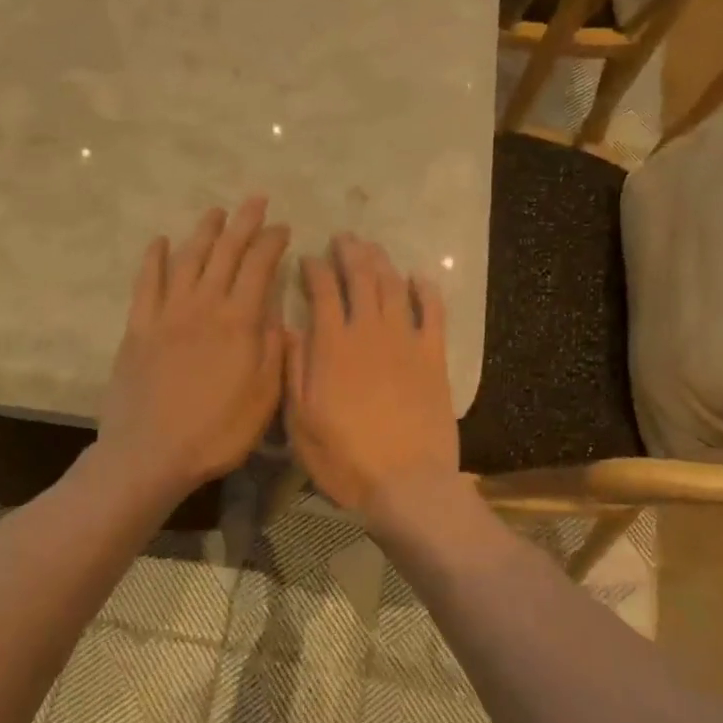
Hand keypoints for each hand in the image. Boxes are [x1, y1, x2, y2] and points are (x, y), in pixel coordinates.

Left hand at [98, 198, 290, 503]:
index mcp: (239, 321)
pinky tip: (160, 242)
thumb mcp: (264, 396)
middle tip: (255, 200)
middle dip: (243, 223)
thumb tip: (274, 309)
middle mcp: (203, 305)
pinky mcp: (139, 327)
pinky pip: (146, 282)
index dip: (272, 242)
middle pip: (225, 252)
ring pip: (188, 259)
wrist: (151, 454)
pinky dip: (154, 258)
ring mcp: (167, 313)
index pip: (259, 267)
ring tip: (216, 212)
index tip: (283, 228)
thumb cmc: (218, 432)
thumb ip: (272, 347)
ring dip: (204, 232)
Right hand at [284, 235, 461, 529]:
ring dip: (382, 262)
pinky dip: (426, 290)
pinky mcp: (434, 357)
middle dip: (350, 253)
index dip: (314, 269)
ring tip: (372, 248)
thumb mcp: (300, 421)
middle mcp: (369, 332)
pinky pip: (433, 312)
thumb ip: (293, 370)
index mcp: (332, 346)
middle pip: (361, 278)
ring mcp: (406, 341)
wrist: (406, 484)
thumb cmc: (344, 458)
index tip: (308, 258)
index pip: (322, 291)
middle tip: (343, 238)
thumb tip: (287, 328)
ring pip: (394, 287)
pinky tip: (419, 277)